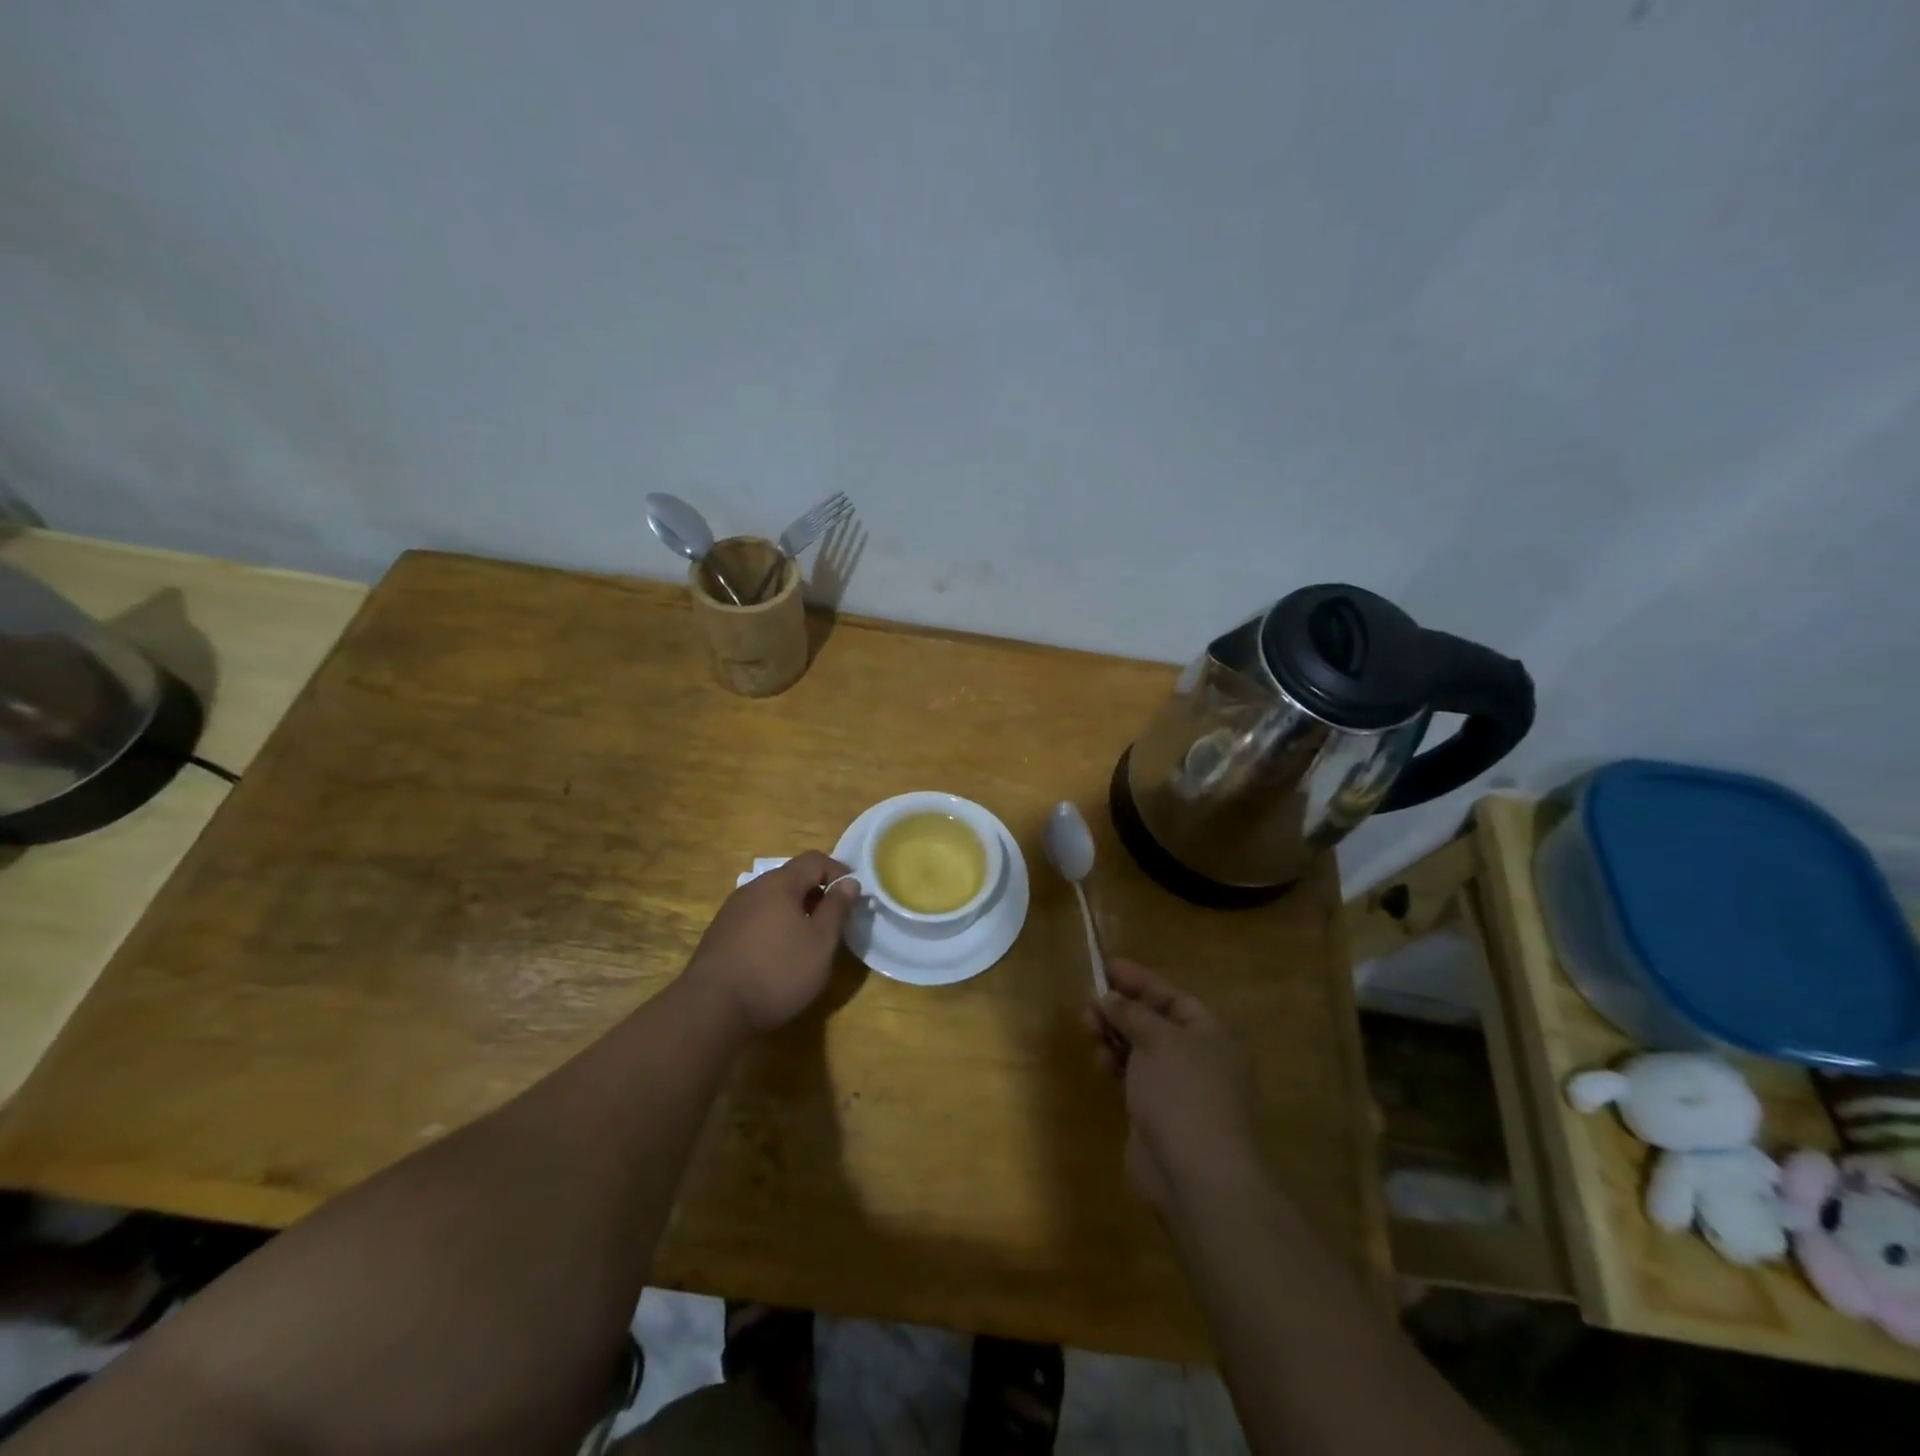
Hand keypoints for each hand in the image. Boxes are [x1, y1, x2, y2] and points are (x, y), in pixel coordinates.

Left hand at [683, 851, 860, 1033]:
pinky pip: (756, 918)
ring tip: (808, 939)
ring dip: (794, 911)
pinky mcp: (719, 934)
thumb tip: (849, 882)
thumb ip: (837, 909)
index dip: (838, 871)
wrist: (712, 1010)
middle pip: (791, 878)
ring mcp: (732, 911)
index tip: (853, 894)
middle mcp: (753, 889)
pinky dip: (774, 926)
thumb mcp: (820, 943)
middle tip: (833, 920)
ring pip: (772, 899)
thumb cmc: (777, 971)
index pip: (814, 860)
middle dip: (816, 893)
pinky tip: (777, 954)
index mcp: (779, 883)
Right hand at [1083, 959, 1261, 1212]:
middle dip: (1122, 1008)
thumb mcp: (1157, 1039)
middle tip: (1089, 1000)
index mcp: (1210, 1035)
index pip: (1173, 998)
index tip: (1108, 967)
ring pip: (1140, 1049)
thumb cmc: (1182, 1093)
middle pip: (1154, 1021)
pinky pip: (1132, 1076)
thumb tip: (1109, 997)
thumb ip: (1131, 1013)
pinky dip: (1115, 1063)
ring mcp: (1177, 1088)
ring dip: (1114, 1034)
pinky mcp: (1156, 1113)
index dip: (1141, 981)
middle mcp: (1197, 1058)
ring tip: (1088, 1025)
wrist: (1193, 1175)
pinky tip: (1099, 1060)